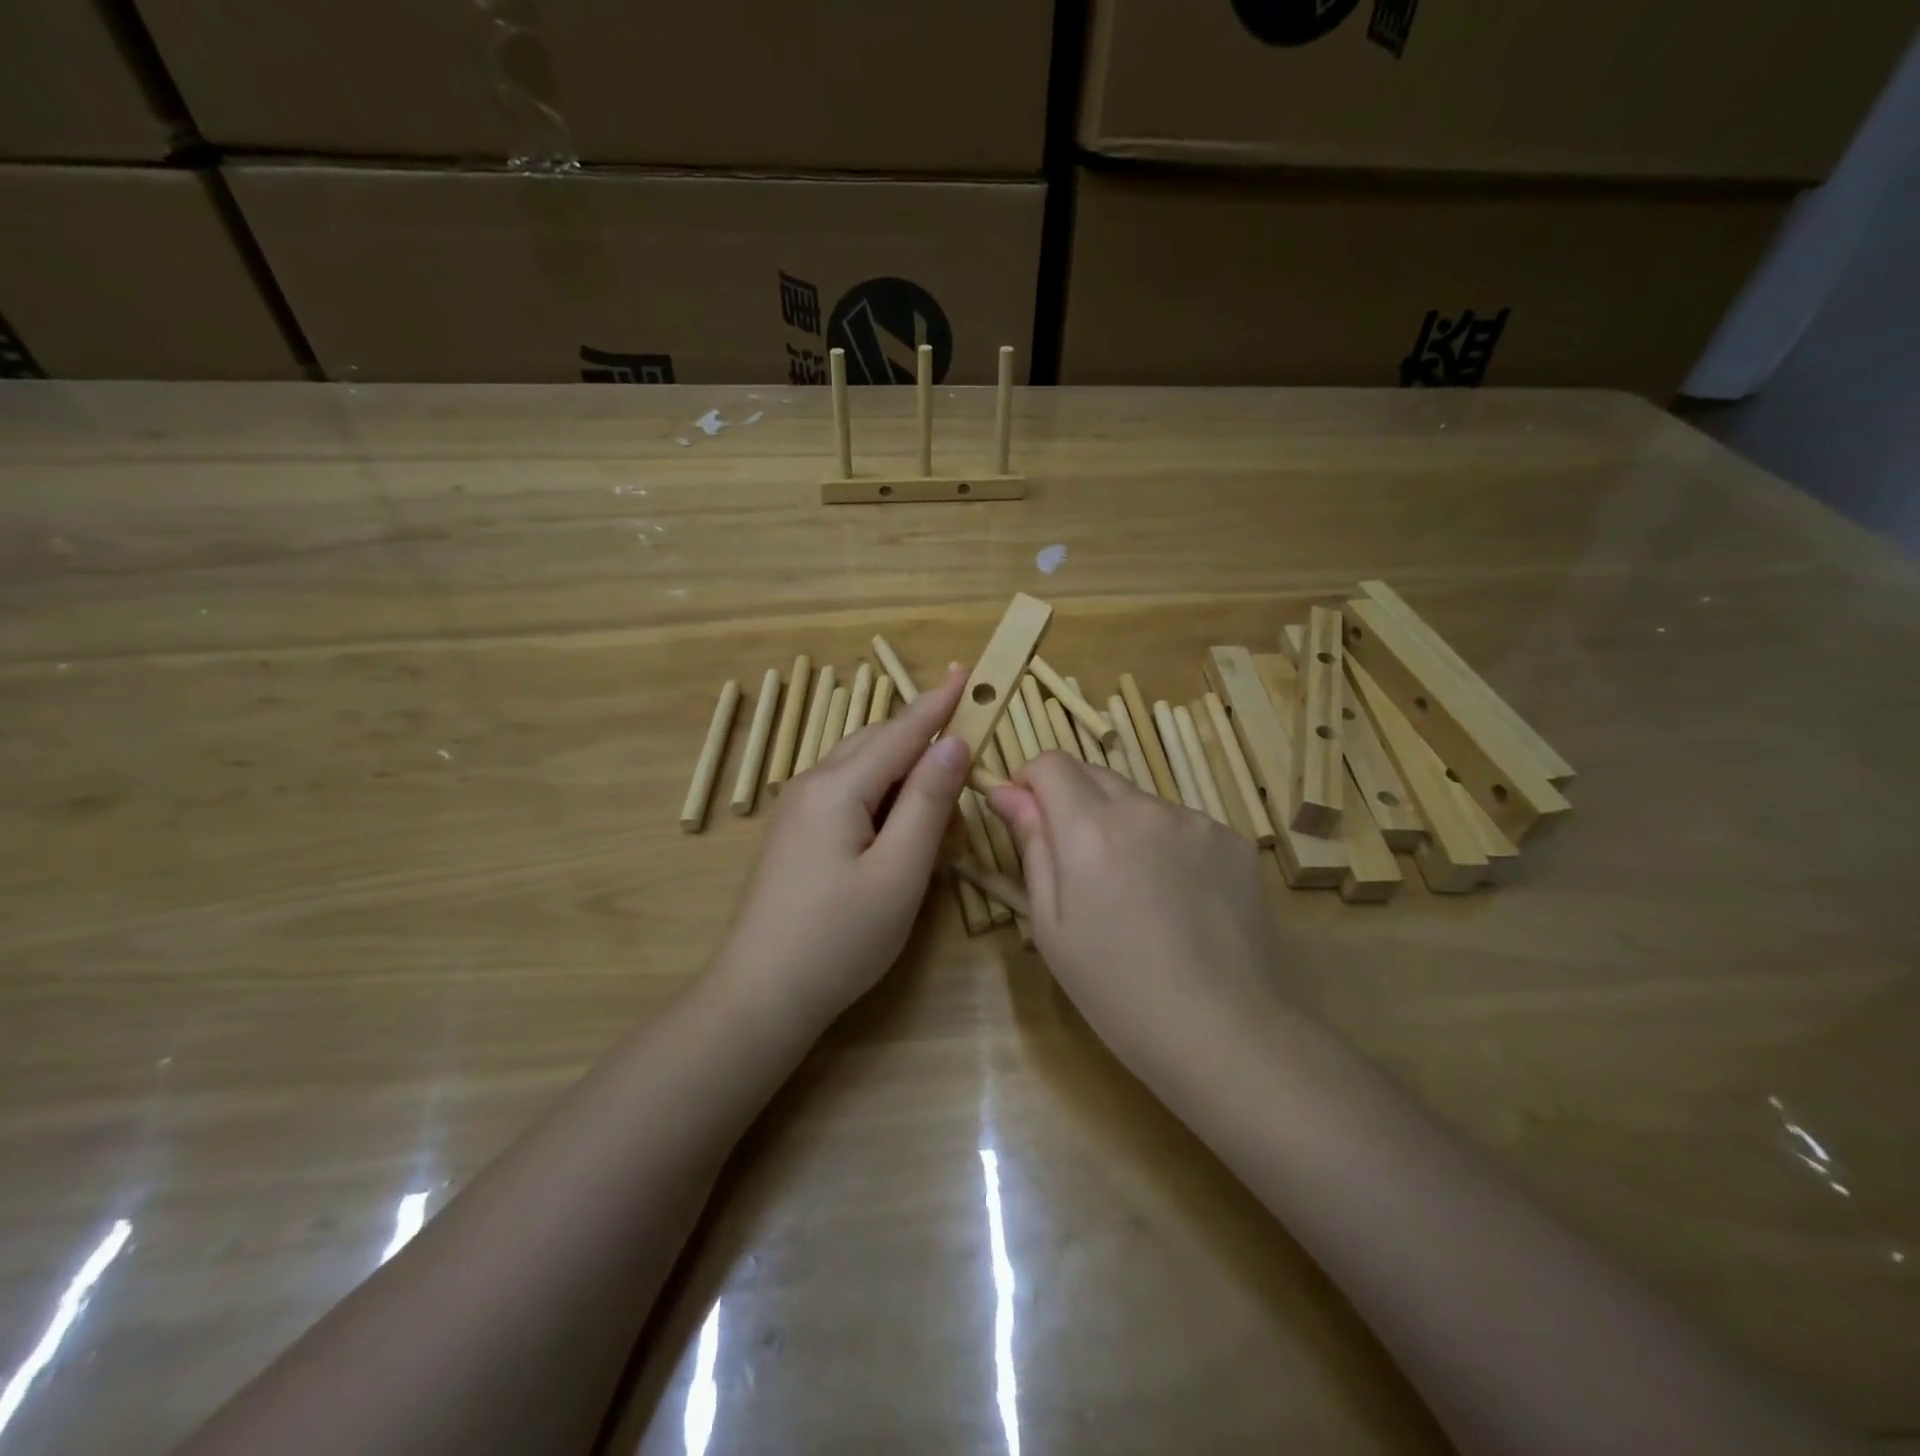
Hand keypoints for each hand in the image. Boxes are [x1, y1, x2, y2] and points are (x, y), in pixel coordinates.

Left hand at [715, 666, 971, 1029]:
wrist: (761, 995)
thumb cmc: (840, 938)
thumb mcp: (900, 871)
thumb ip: (929, 802)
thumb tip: (952, 742)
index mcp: (838, 787)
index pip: (900, 731)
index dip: (938, 703)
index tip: (969, 671)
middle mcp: (812, 784)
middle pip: (877, 742)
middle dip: (923, 737)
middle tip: (968, 742)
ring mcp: (796, 809)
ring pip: (860, 767)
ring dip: (904, 771)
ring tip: (941, 793)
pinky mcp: (795, 834)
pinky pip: (846, 793)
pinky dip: (881, 795)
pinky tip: (899, 824)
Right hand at [987, 753, 1286, 1080]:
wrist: (1223, 1032)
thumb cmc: (1116, 989)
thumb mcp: (1051, 924)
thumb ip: (1032, 845)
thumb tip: (1007, 792)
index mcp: (1091, 828)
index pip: (1051, 763)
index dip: (1030, 782)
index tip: (1028, 819)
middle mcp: (1145, 808)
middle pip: (1094, 774)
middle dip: (1073, 802)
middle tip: (1078, 864)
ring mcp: (1197, 821)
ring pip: (1140, 802)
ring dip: (1122, 825)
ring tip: (1135, 891)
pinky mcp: (1234, 841)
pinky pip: (1183, 825)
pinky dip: (1167, 845)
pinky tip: (1178, 899)